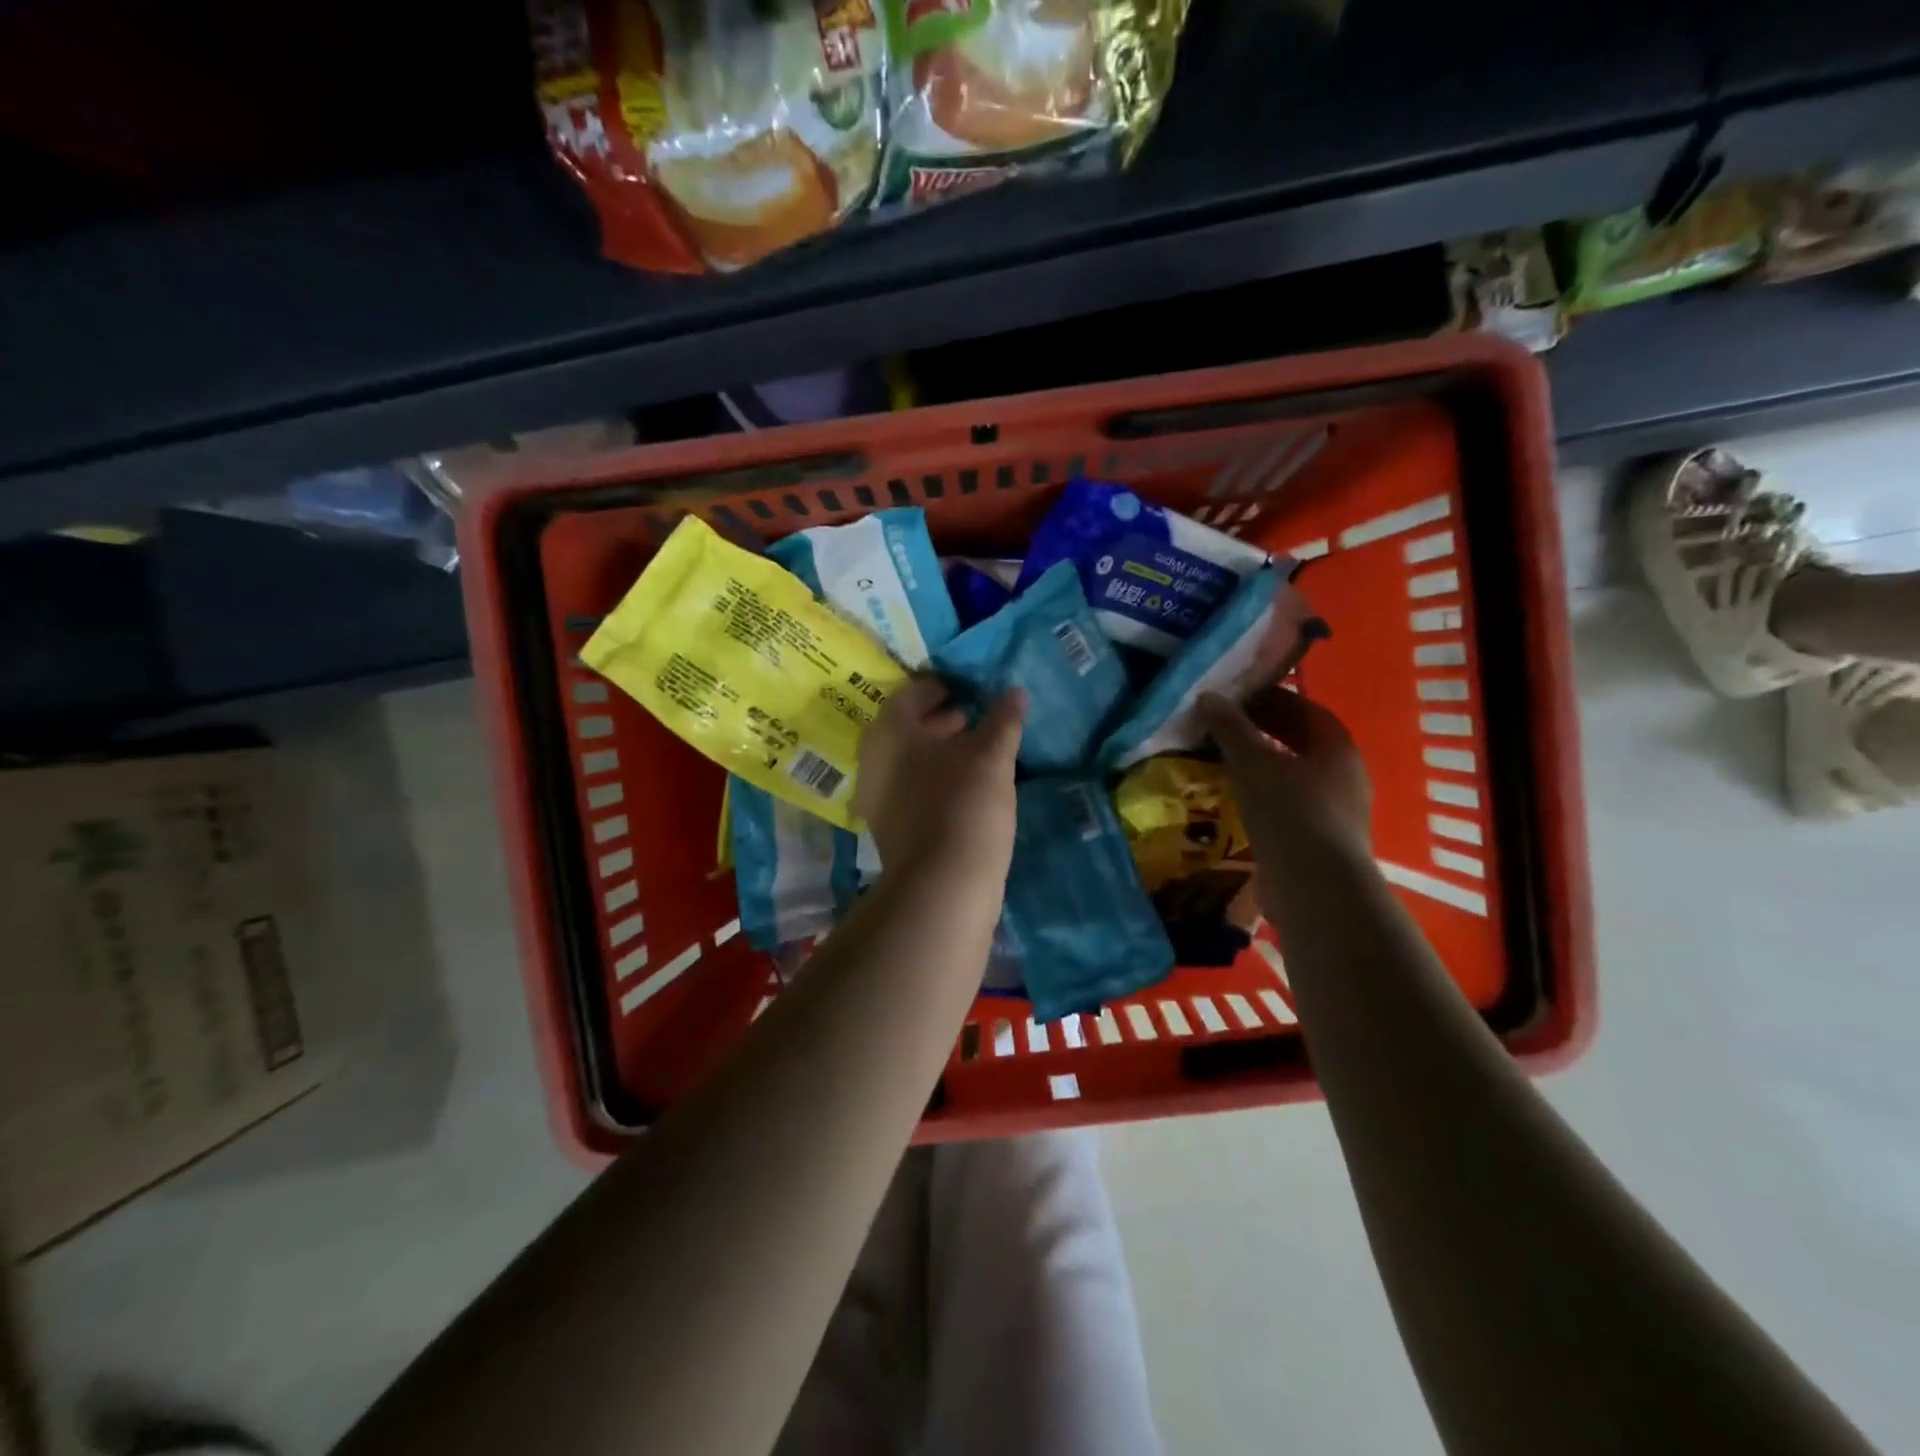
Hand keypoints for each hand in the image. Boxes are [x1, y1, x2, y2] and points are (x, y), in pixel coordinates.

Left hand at [855, 678, 1024, 879]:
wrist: (942, 887)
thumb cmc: (964, 806)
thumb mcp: (991, 758)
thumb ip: (1002, 721)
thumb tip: (1014, 691)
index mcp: (890, 732)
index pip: (912, 693)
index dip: (942, 686)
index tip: (969, 689)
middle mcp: (874, 759)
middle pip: (907, 726)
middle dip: (941, 719)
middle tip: (975, 717)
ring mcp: (878, 796)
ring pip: (909, 759)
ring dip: (940, 750)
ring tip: (978, 751)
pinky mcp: (890, 826)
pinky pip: (911, 787)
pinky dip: (935, 777)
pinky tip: (967, 786)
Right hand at [1200, 686, 1371, 865]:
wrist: (1315, 888)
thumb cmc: (1290, 813)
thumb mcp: (1253, 763)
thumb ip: (1231, 729)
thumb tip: (1209, 697)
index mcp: (1337, 747)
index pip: (1303, 710)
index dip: (1269, 699)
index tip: (1234, 699)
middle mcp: (1343, 775)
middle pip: (1299, 742)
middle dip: (1262, 732)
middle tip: (1221, 729)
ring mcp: (1334, 811)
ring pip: (1292, 775)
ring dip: (1259, 766)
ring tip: (1220, 763)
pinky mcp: (1318, 840)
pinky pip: (1287, 805)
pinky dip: (1261, 796)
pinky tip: (1232, 801)